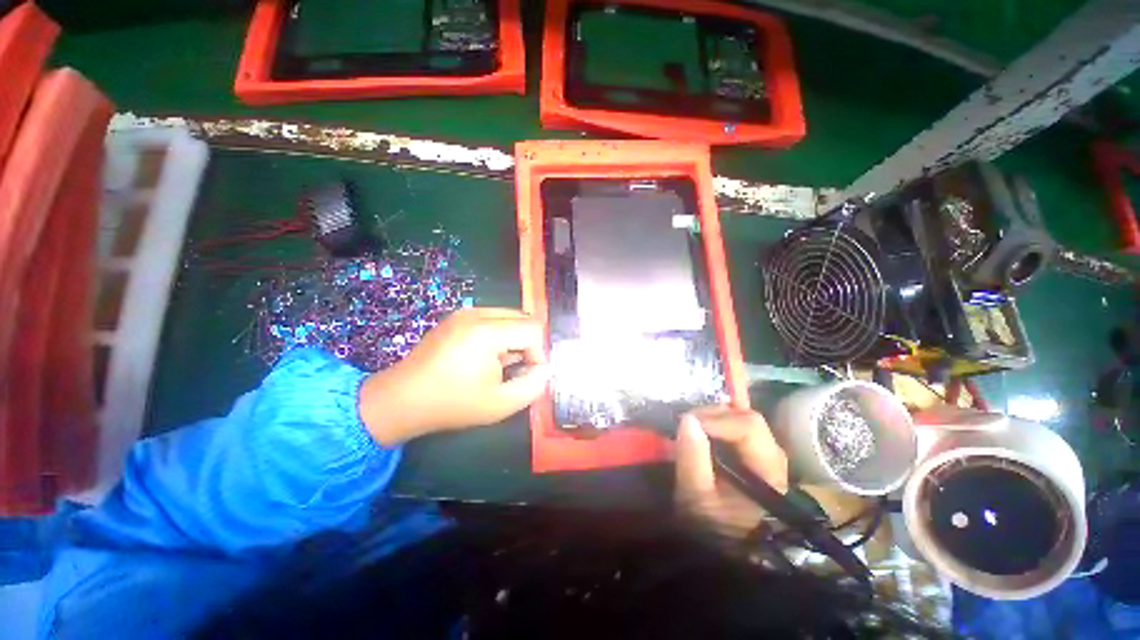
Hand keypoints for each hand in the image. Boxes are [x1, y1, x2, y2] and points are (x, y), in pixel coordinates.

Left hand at [359, 308, 549, 444]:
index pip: (533, 329)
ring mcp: (465, 312)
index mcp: (486, 332)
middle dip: (528, 344)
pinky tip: (487, 356)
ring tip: (501, 364)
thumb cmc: (452, 404)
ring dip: (515, 339)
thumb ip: (533, 386)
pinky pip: (494, 318)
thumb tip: (545, 368)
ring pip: (511, 316)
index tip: (528, 374)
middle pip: (524, 318)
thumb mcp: (500, 405)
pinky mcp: (458, 316)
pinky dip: (501, 334)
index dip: (539, 353)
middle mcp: (477, 313)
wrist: (402, 400)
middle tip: (517, 369)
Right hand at [675, 406, 788, 540]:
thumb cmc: (713, 527)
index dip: (715, 419)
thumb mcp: (697, 496)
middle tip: (686, 423)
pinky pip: (741, 424)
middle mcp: (773, 455)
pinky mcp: (754, 453)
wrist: (728, 551)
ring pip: (743, 417)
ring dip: (714, 415)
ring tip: (691, 424)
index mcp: (766, 469)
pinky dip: (727, 413)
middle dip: (712, 414)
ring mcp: (766, 453)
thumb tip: (688, 419)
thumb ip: (692, 457)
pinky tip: (723, 400)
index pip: (747, 427)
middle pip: (747, 417)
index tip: (686, 424)